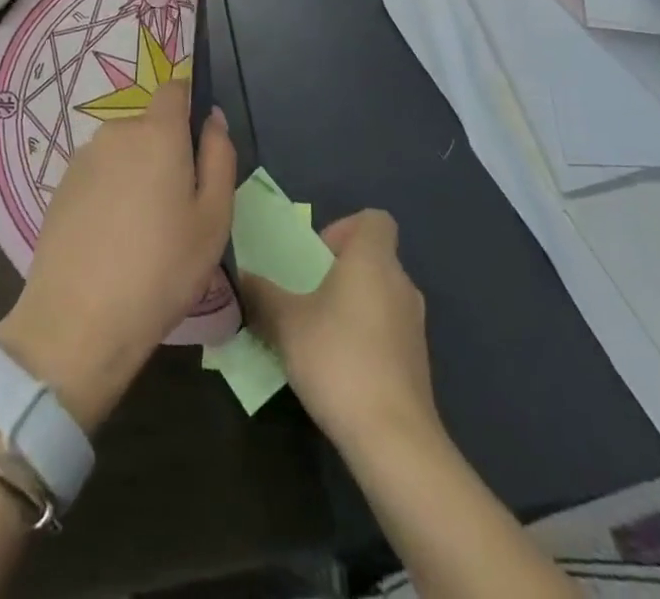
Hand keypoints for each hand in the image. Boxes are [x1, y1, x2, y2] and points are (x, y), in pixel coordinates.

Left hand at [0, 79, 234, 430]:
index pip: (174, 89)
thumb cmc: (161, 269)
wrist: (77, 319)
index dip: (189, 105)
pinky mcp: (61, 187)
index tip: (199, 145)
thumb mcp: (213, 219)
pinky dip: (110, 193)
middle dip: (166, 152)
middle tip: (178, 208)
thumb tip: (212, 118)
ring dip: (137, 174)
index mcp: (156, 132)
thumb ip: (219, 157)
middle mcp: (116, 132)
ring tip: (143, 231)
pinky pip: (98, 175)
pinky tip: (112, 240)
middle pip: (149, 126)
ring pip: (123, 153)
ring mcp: (82, 158)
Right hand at [241, 210, 437, 452]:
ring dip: (352, 305)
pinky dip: (366, 336)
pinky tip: (340, 367)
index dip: (345, 228)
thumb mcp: (286, 323)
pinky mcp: (418, 362)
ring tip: (318, 333)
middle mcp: (401, 283)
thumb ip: (262, 295)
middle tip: (307, 295)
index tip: (317, 256)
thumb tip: (241, 277)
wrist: (394, 440)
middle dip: (340, 271)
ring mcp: (414, 325)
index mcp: (373, 260)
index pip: (374, 219)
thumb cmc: (338, 359)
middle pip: (373, 258)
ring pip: (380, 295)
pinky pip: (388, 330)